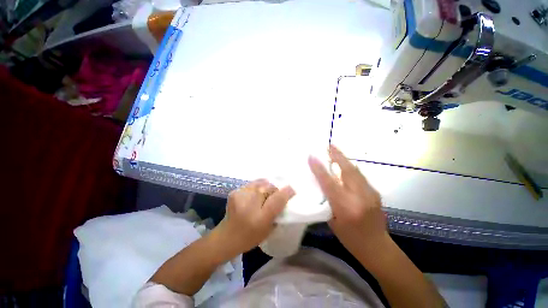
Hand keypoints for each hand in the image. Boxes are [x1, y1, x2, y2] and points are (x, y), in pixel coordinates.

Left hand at [215, 179, 294, 255]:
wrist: (226, 237)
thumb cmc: (250, 237)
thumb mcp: (269, 229)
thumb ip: (277, 213)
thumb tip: (283, 197)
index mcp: (260, 218)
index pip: (277, 199)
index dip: (286, 192)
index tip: (292, 190)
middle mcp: (250, 204)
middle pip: (269, 187)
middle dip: (275, 190)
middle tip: (275, 195)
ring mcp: (241, 196)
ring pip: (261, 183)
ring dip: (266, 187)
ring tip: (265, 193)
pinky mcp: (235, 191)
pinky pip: (252, 184)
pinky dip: (257, 187)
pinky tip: (255, 194)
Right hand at [308, 145, 388, 258]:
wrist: (378, 247)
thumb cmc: (350, 238)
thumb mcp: (332, 221)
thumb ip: (327, 201)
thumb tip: (321, 184)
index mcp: (345, 207)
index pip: (329, 183)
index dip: (319, 168)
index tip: (311, 156)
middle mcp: (359, 197)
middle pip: (347, 170)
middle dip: (337, 156)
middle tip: (329, 145)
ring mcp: (370, 193)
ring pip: (355, 170)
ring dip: (344, 159)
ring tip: (335, 151)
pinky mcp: (375, 192)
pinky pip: (360, 176)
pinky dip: (350, 168)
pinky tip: (344, 165)